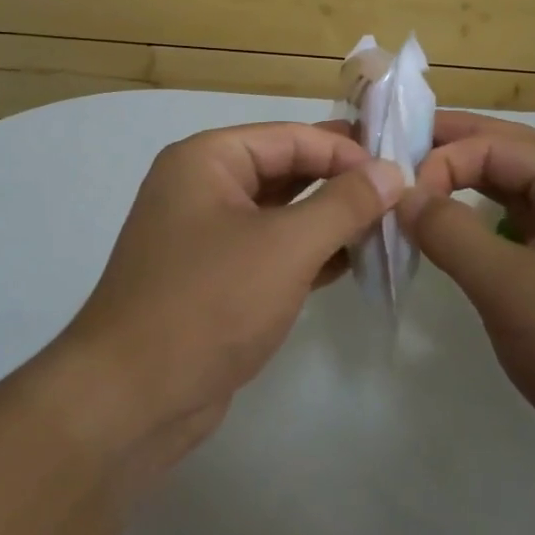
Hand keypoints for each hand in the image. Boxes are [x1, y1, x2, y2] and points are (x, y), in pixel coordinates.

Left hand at [58, 122, 402, 467]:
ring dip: (330, 221)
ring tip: (387, 230)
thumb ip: (344, 204)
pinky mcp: (215, 279)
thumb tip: (393, 171)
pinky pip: (271, 251)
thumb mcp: (286, 246)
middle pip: (285, 170)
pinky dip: (309, 254)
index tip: (400, 174)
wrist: (133, 397)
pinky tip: (354, 263)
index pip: (290, 137)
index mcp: (207, 160)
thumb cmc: (210, 303)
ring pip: (280, 213)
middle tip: (400, 198)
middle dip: (340, 184)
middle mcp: (202, 188)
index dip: (346, 152)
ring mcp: (206, 236)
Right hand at [397, 111, 534, 489]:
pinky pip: (513, 235)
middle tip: (390, 149)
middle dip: (449, 149)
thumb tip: (403, 195)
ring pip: (509, 196)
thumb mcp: (513, 288)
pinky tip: (449, 237)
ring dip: (461, 186)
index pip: (495, 144)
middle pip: (505, 155)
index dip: (441, 159)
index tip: (396, 198)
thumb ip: (451, 234)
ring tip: (411, 187)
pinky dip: (476, 227)